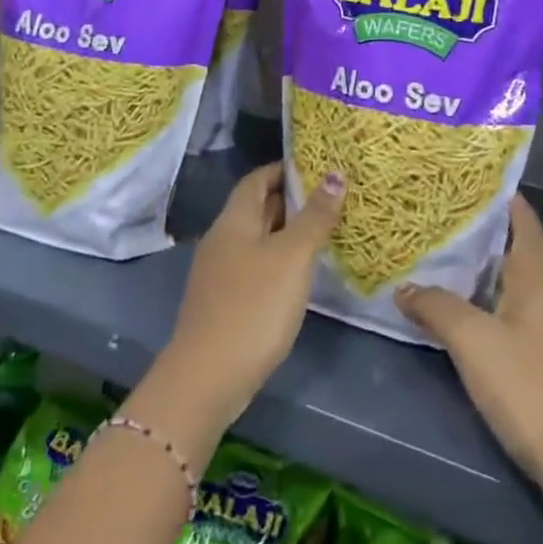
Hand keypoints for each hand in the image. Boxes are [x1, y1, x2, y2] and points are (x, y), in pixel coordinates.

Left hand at [164, 162, 344, 427]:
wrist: (208, 376)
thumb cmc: (254, 306)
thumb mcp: (292, 257)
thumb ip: (314, 217)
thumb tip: (334, 174)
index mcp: (234, 220)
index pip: (257, 180)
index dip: (283, 169)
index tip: (316, 167)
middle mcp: (222, 239)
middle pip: (256, 208)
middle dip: (289, 200)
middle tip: (330, 197)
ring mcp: (219, 273)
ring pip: (256, 240)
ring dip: (286, 232)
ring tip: (323, 232)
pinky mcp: (224, 302)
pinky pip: (254, 267)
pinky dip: (278, 261)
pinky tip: (299, 275)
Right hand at [396, 198, 542, 500]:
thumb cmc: (533, 390)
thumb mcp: (475, 342)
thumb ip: (438, 309)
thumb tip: (405, 287)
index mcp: (536, 284)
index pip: (526, 226)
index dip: (508, 200)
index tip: (478, 177)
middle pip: (516, 256)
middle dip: (483, 234)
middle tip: (440, 216)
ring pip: (509, 291)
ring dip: (479, 274)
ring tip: (438, 260)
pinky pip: (506, 323)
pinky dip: (481, 311)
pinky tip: (456, 320)